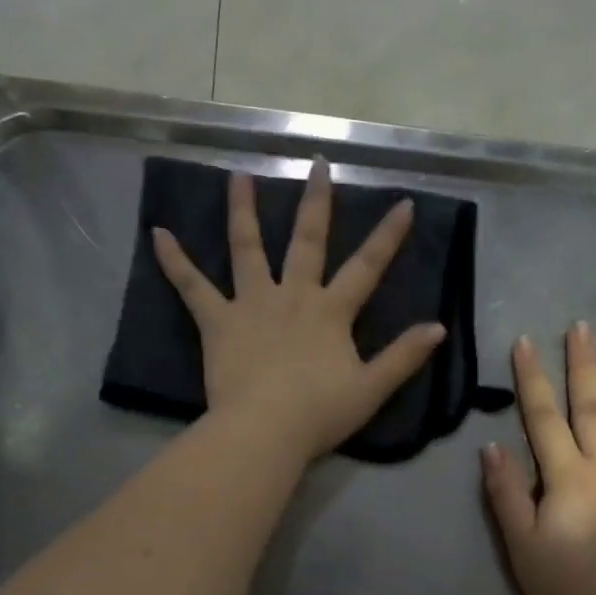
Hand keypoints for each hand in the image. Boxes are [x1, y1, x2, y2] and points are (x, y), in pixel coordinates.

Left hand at [153, 160, 446, 463]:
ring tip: (238, 175)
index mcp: (330, 312)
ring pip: (247, 248)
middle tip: (316, 164)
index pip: (367, 267)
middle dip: (315, 201)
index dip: (387, 236)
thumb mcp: (372, 389)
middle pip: (306, 241)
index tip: (404, 203)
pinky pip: (192, 286)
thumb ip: (404, 357)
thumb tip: (438, 327)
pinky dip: (174, 261)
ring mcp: (251, 304)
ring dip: (243, 210)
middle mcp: (293, 295)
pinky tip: (157, 234)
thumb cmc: (319, 414)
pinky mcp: (217, 321)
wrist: (264, 431)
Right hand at [482, 326, 595, 594]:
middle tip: (582, 327)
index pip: (543, 416)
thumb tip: (491, 446)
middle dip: (584, 364)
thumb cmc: (565, 581)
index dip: (532, 378)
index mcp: (566, 475)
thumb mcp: (520, 541)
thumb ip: (506, 492)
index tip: (525, 343)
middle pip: (593, 407)